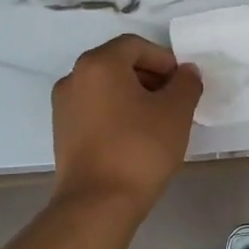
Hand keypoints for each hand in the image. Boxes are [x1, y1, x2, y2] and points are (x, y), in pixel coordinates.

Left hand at [51, 34, 201, 210]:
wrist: (97, 203)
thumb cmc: (139, 149)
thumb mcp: (176, 112)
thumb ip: (186, 83)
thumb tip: (186, 72)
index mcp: (99, 63)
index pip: (136, 46)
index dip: (165, 60)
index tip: (183, 83)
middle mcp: (74, 77)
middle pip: (118, 64)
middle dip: (150, 77)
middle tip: (175, 101)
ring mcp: (63, 106)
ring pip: (106, 88)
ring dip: (134, 96)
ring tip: (159, 121)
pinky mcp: (62, 132)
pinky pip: (95, 109)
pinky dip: (116, 113)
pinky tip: (136, 137)